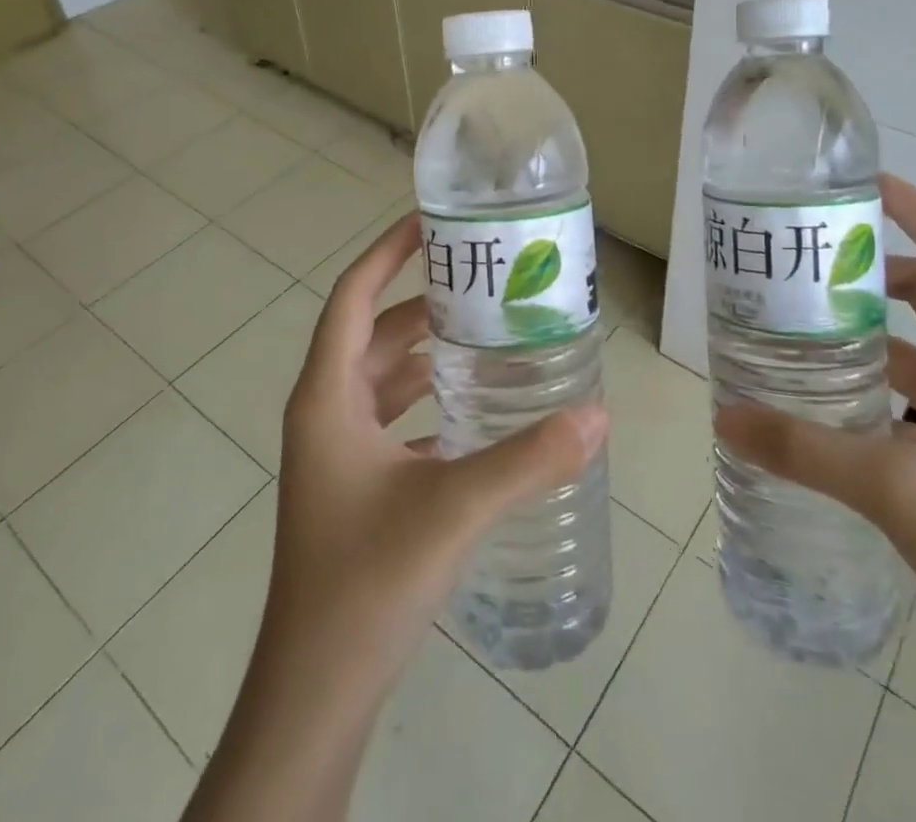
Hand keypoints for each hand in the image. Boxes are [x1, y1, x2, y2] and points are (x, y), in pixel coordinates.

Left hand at [265, 211, 608, 702]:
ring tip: (489, 331)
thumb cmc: (366, 582)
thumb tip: (599, 414)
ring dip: (429, 353)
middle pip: (375, 334)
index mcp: (327, 397)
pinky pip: (394, 418)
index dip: (387, 253)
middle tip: (485, 279)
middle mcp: (326, 413)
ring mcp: (337, 452)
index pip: (352, 298)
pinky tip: (478, 406)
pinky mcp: (354, 485)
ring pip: (385, 378)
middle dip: (424, 302)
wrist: (316, 692)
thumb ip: (528, 459)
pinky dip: (430, 401)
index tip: (432, 223)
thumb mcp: (453, 508)